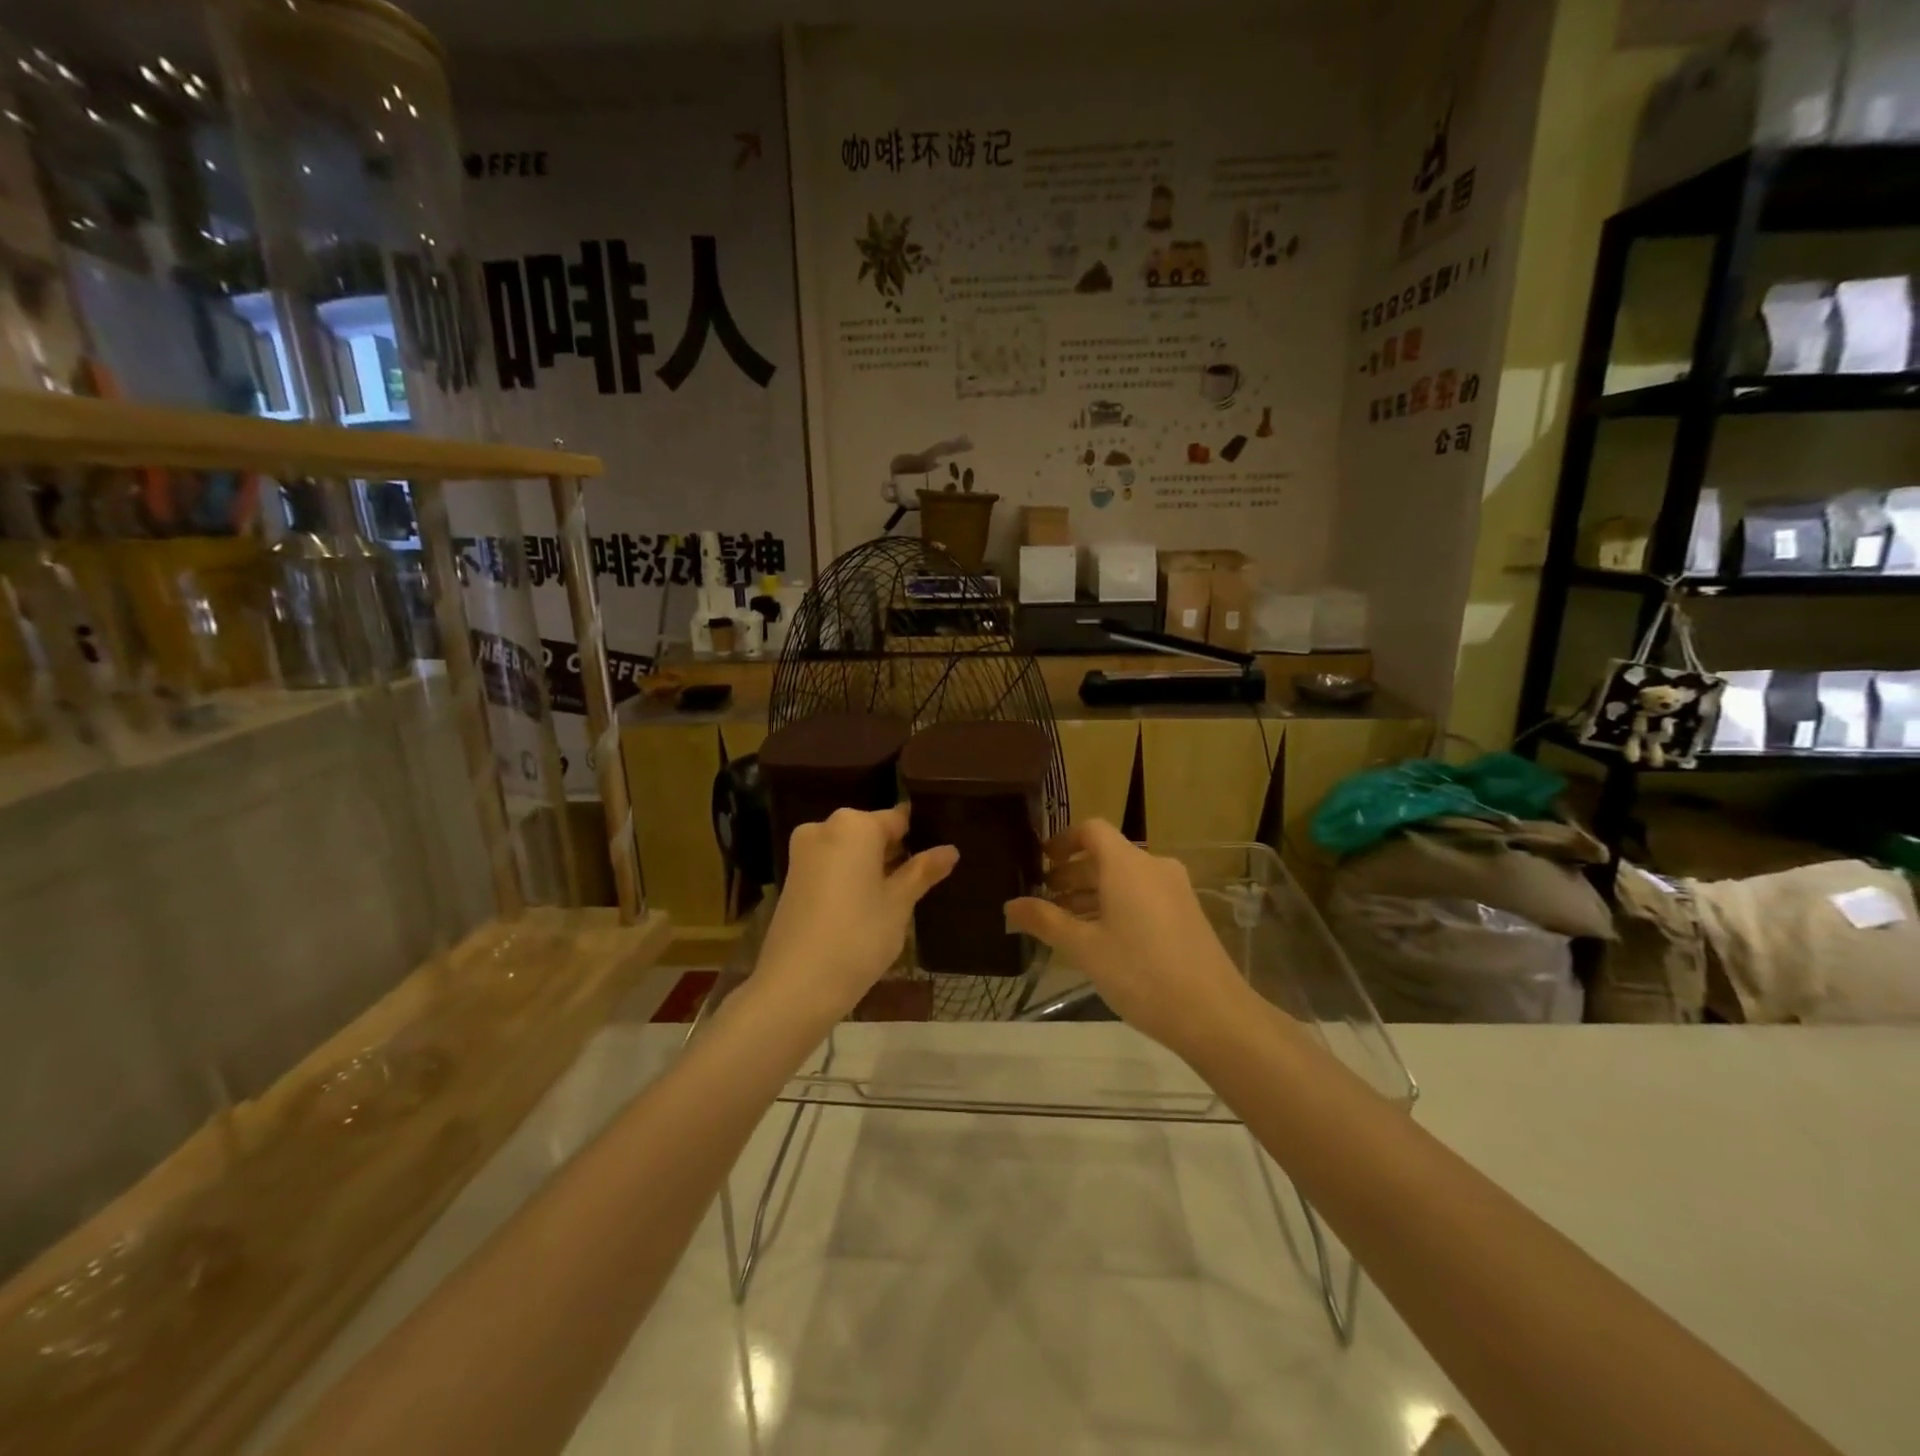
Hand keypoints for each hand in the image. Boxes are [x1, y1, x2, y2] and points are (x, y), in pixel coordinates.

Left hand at [754, 806, 958, 1018]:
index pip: (898, 819)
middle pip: (871, 831)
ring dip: (872, 866)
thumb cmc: (858, 937)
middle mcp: (825, 827)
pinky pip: (831, 865)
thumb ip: (922, 871)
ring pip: (850, 849)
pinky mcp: (792, 877)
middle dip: (894, 852)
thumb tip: (950, 850)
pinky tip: (866, 906)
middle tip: (921, 882)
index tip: (936, 858)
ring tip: (898, 897)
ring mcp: (803, 852)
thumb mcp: (899, 904)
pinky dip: (849, 877)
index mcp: (855, 824)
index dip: (919, 837)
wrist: (795, 984)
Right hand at [1005, 820, 1247, 1056]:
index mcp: (1127, 864)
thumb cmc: (1141, 973)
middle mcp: (1153, 866)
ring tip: (1065, 923)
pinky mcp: (1187, 912)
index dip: (1062, 841)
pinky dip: (1117, 904)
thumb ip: (1045, 921)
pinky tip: (1101, 938)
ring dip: (1093, 892)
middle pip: (1106, 855)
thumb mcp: (1084, 948)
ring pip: (1124, 878)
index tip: (1040, 863)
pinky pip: (1143, 894)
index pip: (1091, 830)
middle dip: (1072, 873)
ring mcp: (1175, 889)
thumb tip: (1010, 906)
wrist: (1214, 1014)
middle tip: (1044, 899)